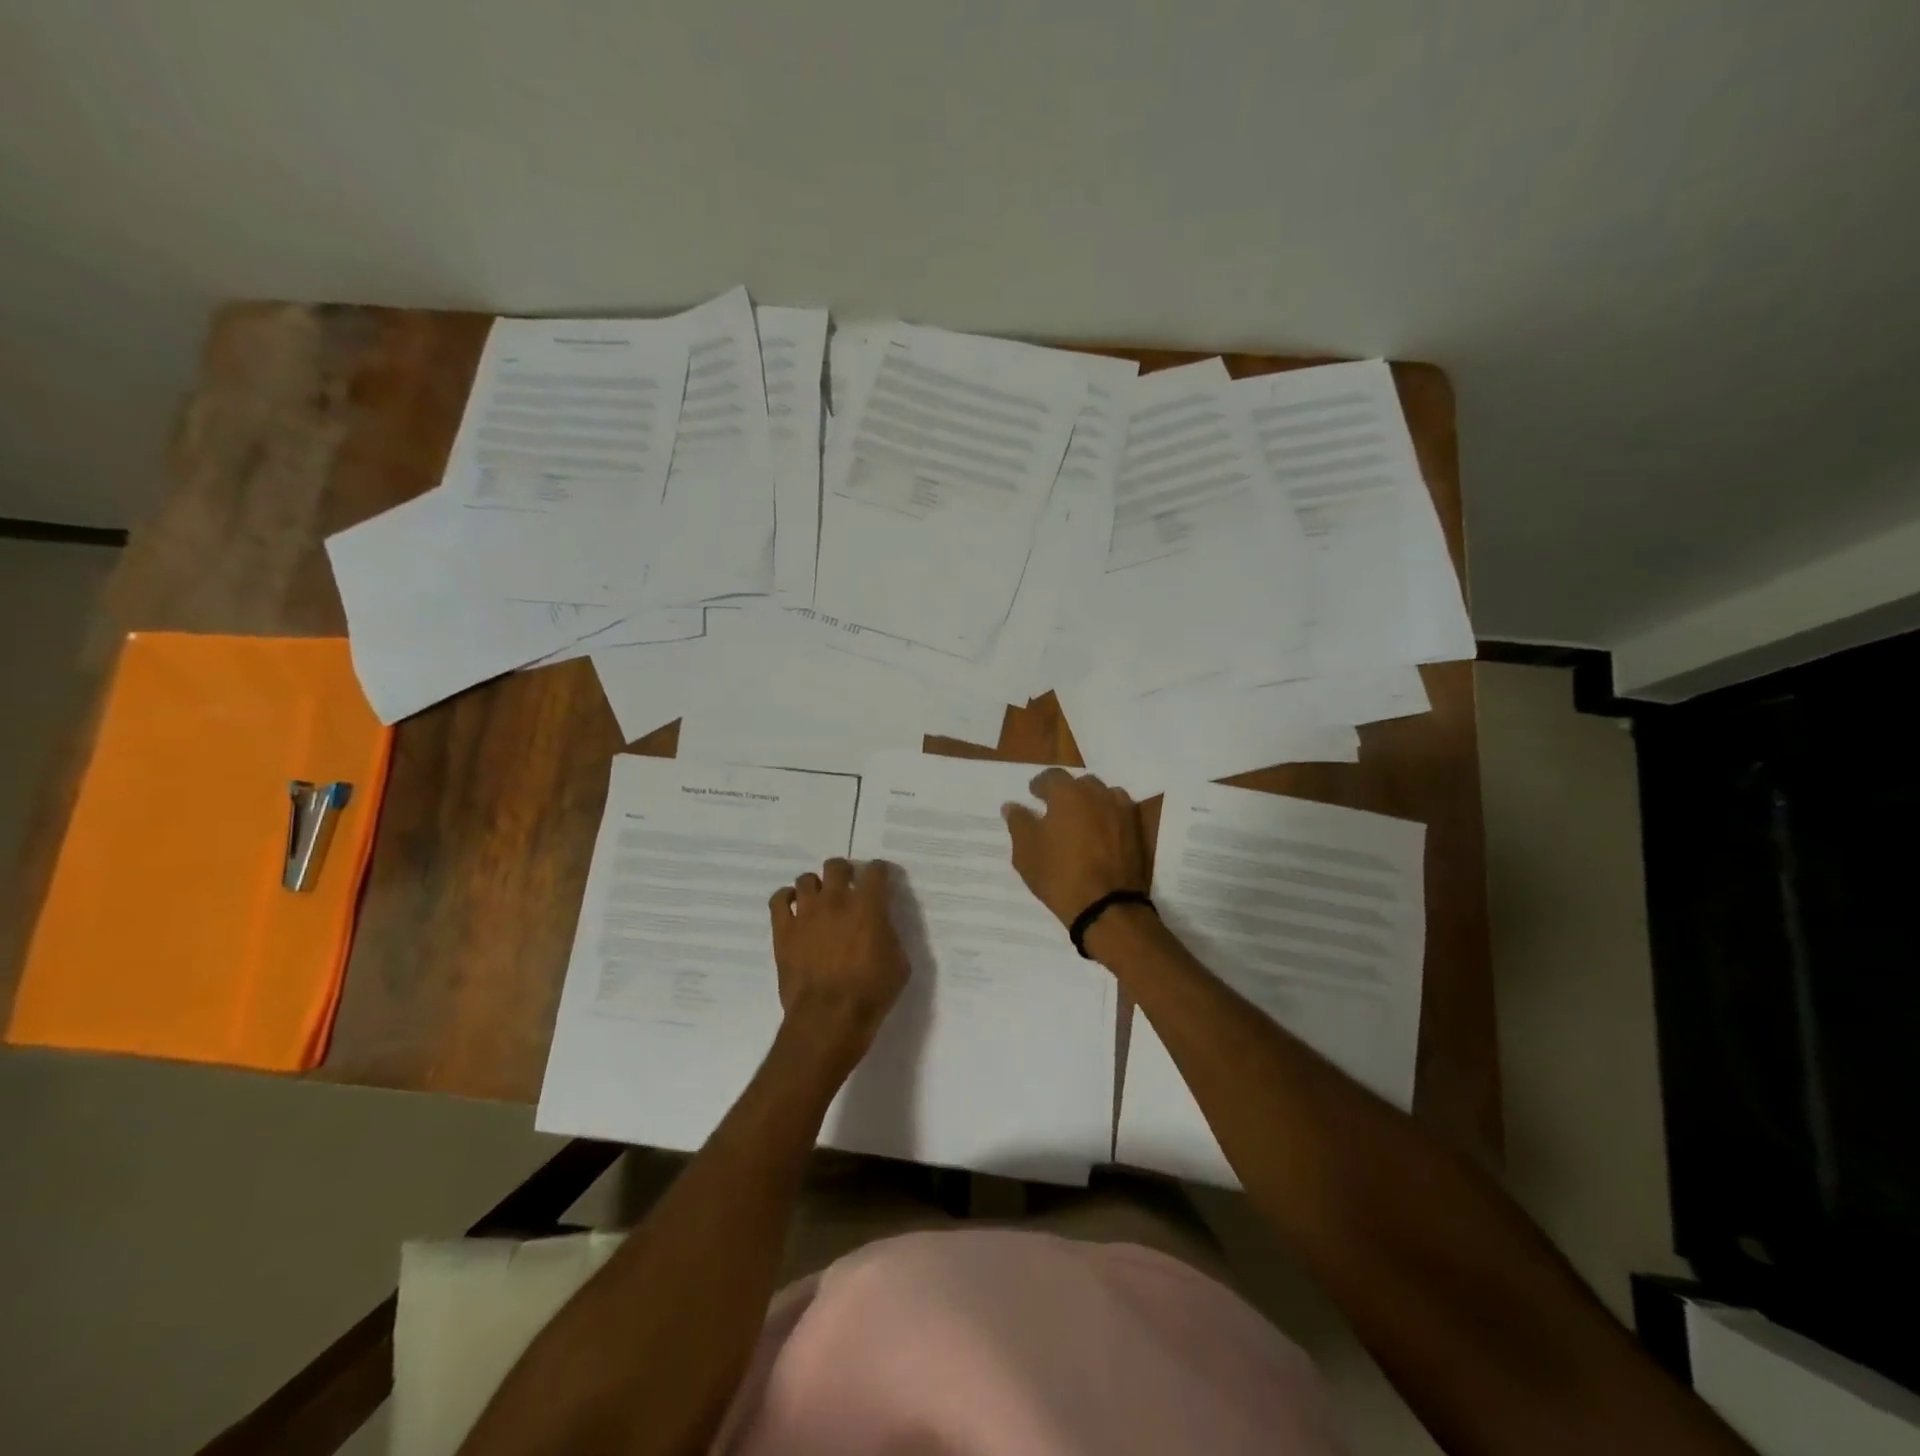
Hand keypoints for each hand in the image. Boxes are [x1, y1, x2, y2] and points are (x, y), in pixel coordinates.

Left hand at [768, 858, 908, 1058]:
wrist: (829, 1018)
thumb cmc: (871, 993)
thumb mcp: (899, 963)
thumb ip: (890, 935)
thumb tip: (881, 926)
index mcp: (869, 905)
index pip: (875, 871)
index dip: (879, 872)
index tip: (880, 880)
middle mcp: (836, 900)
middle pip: (836, 866)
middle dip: (844, 872)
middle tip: (848, 888)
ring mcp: (806, 913)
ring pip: (806, 879)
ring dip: (816, 887)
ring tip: (820, 901)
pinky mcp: (783, 930)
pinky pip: (778, 899)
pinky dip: (786, 898)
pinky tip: (794, 908)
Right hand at [1002, 768, 1149, 925]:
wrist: (1107, 906)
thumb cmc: (1059, 875)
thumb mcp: (1026, 852)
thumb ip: (1018, 823)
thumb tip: (1012, 806)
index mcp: (1068, 793)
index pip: (1052, 776)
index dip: (1040, 785)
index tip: (1033, 795)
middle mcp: (1098, 794)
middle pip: (1080, 784)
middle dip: (1067, 792)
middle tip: (1056, 810)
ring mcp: (1122, 811)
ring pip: (1103, 796)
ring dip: (1091, 803)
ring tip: (1080, 821)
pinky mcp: (1137, 831)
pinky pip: (1119, 814)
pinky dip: (1109, 817)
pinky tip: (1100, 834)